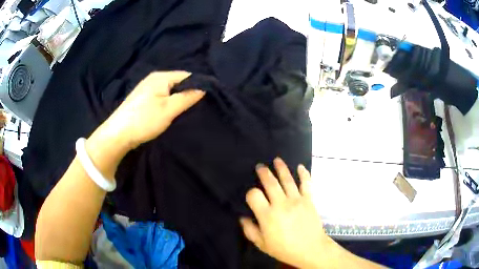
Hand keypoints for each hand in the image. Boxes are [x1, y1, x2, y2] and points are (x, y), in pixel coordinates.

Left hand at [96, 71, 204, 149]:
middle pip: (178, 82)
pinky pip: (161, 96)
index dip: (198, 85)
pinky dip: (168, 102)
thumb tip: (204, 88)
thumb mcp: (169, 109)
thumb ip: (187, 97)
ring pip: (169, 90)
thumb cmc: (144, 120)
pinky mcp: (142, 98)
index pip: (187, 75)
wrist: (118, 134)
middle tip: (196, 107)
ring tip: (184, 111)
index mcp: (161, 77)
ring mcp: (146, 88)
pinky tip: (169, 112)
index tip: (207, 99)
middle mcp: (153, 78)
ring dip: (177, 99)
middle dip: (187, 93)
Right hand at [240, 158, 332, 268]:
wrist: (310, 249)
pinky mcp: (309, 200)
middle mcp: (281, 204)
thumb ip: (250, 230)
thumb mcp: (262, 244)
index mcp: (267, 215)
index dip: (251, 193)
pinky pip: (306, 183)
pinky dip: (304, 174)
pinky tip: (300, 167)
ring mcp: (297, 200)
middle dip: (264, 172)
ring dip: (281, 168)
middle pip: (270, 183)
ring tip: (277, 160)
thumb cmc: (284, 248)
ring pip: (287, 179)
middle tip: (260, 166)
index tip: (252, 196)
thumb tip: (242, 217)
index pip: (254, 195)